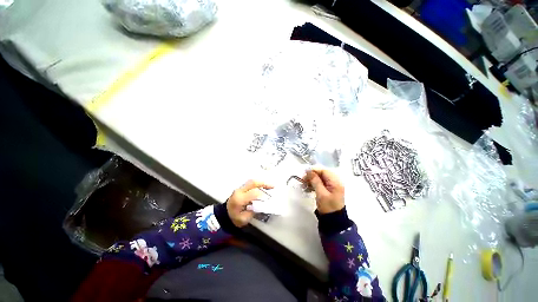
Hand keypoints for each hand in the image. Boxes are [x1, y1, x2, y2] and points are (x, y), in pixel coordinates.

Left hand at [227, 180, 273, 227]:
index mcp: (239, 199)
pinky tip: (263, 186)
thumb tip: (261, 204)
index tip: (268, 199)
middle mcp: (239, 191)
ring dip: (262, 182)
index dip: (262, 196)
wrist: (223, 215)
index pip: (253, 193)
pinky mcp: (240, 188)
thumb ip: (253, 211)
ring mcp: (239, 188)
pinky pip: (250, 183)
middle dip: (264, 183)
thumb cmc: (234, 219)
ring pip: (252, 181)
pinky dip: (258, 184)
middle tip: (273, 186)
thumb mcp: (244, 219)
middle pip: (252, 183)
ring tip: (270, 185)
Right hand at [303, 169, 344, 213]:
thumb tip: (309, 171)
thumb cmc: (328, 206)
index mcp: (335, 182)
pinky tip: (308, 189)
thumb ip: (315, 181)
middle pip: (322, 174)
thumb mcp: (321, 193)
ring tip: (304, 185)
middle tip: (303, 180)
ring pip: (320, 179)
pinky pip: (320, 184)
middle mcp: (335, 182)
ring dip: (312, 181)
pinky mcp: (329, 191)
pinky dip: (314, 185)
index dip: (314, 171)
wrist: (333, 221)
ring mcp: (332, 187)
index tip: (304, 174)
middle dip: (312, 176)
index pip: (324, 171)